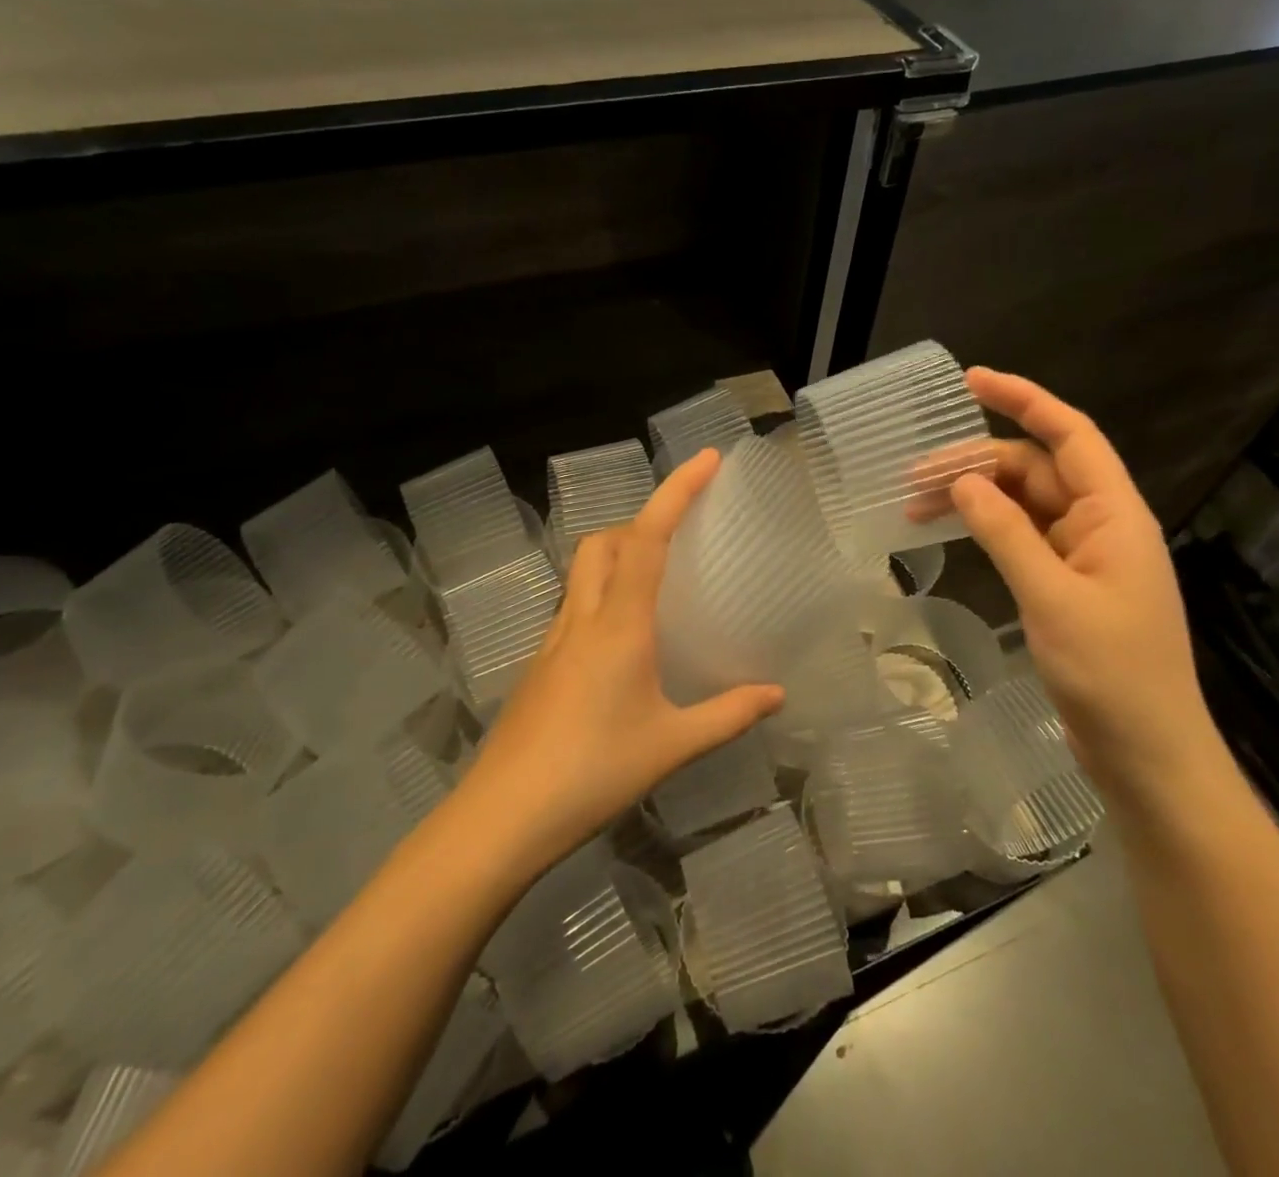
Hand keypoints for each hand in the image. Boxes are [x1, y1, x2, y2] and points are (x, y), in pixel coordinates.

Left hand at [462, 450, 784, 876]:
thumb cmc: (592, 773)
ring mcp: (553, 641)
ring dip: (619, 555)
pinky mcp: (539, 666)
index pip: (648, 538)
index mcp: (619, 625)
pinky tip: (624, 642)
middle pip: (604, 542)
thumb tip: (777, 695)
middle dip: (642, 522)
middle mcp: (582, 619)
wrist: (500, 818)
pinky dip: (602, 595)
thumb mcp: (671, 746)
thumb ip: (728, 715)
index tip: (707, 459)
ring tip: (659, 582)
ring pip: (583, 572)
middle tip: (682, 538)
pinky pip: (574, 607)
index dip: (677, 492)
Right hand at [949, 369, 1219, 799]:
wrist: (1148, 754)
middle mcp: (1101, 525)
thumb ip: (1007, 533)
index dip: (1024, 399)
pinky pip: (1024, 538)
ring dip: (977, 498)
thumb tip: (964, 482)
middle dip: (977, 464)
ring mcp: (1084, 557)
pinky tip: (955, 532)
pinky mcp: (1069, 586)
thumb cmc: (1111, 673)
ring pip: (1025, 505)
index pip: (1070, 435)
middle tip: (915, 478)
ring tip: (918, 506)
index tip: (971, 381)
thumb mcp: (1053, 597)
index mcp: (1114, 515)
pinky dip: (989, 530)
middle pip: (1036, 470)